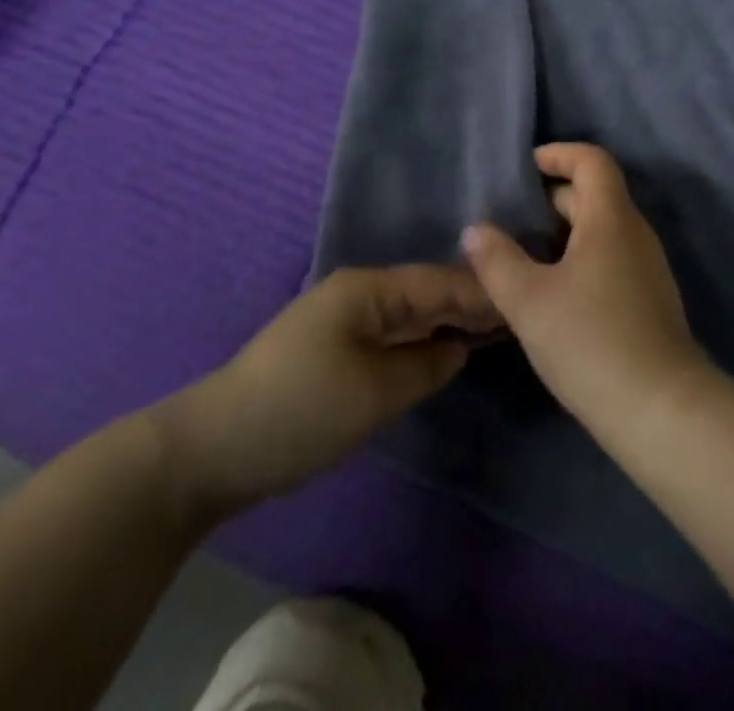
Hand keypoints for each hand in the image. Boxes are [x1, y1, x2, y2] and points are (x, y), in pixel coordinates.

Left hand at [149, 265, 502, 522]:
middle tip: (519, 313)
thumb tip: (458, 347)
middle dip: (469, 302)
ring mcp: (341, 321)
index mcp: (368, 289)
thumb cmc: (299, 411)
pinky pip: (390, 335)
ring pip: (409, 314)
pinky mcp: (332, 350)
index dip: (482, 292)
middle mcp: (358, 293)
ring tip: (493, 329)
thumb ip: (426, 364)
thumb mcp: (374, 392)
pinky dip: (420, 340)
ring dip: (446, 321)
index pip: (439, 282)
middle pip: (426, 292)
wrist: (210, 451)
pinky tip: (442, 350)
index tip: (524, 297)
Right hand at [462, 143, 710, 438]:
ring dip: (564, 231)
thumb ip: (497, 260)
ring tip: (524, 254)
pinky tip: (554, 291)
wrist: (661, 409)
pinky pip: (610, 257)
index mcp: (611, 217)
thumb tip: (477, 229)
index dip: (559, 154)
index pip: (592, 160)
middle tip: (511, 217)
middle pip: (596, 193)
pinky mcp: (649, 299)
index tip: (525, 168)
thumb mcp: (529, 301)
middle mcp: (635, 232)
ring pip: (602, 229)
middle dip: (553, 196)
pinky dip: (580, 257)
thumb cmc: (590, 341)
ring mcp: (647, 267)